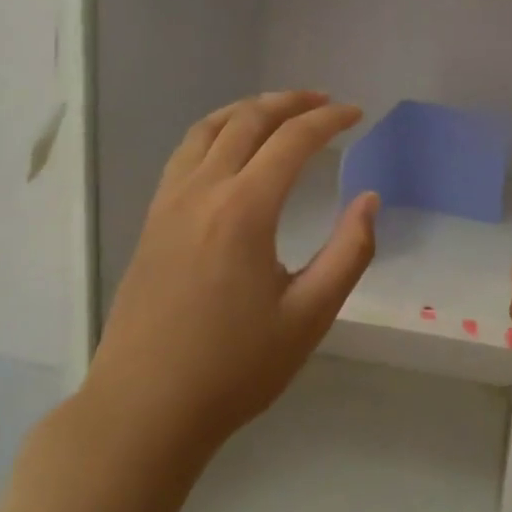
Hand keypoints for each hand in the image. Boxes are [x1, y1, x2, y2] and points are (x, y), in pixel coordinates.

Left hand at [85, 91, 378, 459]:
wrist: (143, 410)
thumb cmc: (234, 368)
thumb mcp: (309, 316)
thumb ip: (348, 253)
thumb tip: (368, 200)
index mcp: (244, 210)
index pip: (292, 140)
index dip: (329, 120)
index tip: (357, 114)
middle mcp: (202, 192)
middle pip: (247, 121)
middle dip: (290, 102)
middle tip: (325, 102)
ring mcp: (169, 203)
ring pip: (208, 129)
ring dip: (248, 109)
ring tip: (280, 110)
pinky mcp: (152, 221)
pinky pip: (185, 153)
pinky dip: (216, 131)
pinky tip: (230, 148)